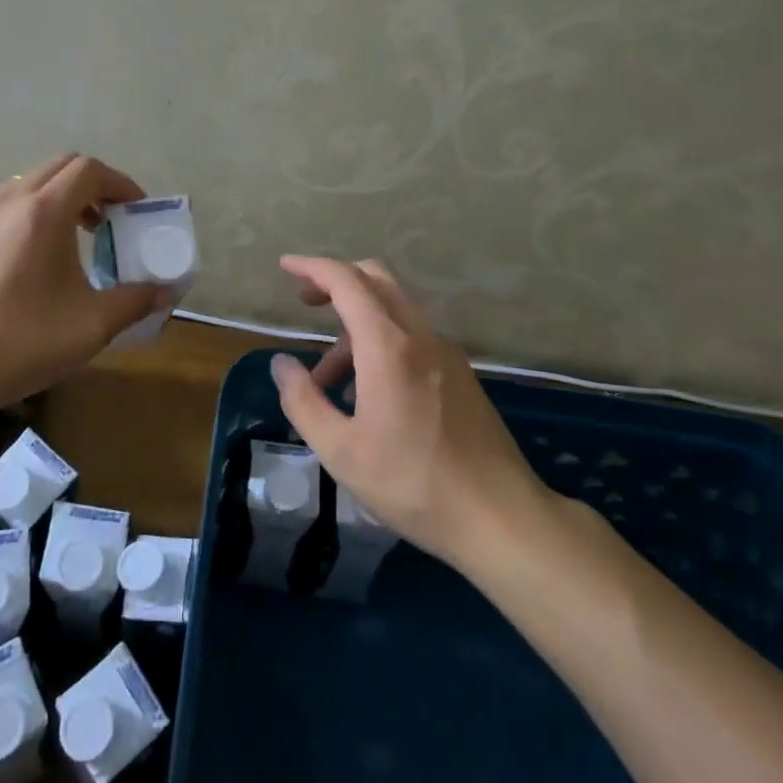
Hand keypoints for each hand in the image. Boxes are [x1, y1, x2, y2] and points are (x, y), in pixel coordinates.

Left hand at [0, 154, 170, 422]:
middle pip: (61, 167)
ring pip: (31, 182)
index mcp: (43, 212)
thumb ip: (135, 301)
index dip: (121, 184)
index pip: (90, 170)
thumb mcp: (91, 326)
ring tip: (78, 238)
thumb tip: (165, 292)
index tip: (137, 212)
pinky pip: (7, 203)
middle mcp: (9, 201)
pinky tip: (38, 257)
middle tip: (112, 221)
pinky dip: (34, 211)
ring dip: (62, 197)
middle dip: (94, 186)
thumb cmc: (20, 342)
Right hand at [268, 255, 551, 570]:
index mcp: (389, 347)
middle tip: (305, 304)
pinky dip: (380, 342)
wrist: (500, 517)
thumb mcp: (341, 451)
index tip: (285, 266)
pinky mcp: (460, 373)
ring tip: (327, 380)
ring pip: (394, 310)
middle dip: (336, 281)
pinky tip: (367, 393)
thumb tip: (282, 364)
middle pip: (376, 279)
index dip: (313, 267)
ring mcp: (445, 352)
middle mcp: (420, 336)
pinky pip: (412, 336)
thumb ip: (303, 401)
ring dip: (355, 324)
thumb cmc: (413, 484)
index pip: (347, 281)